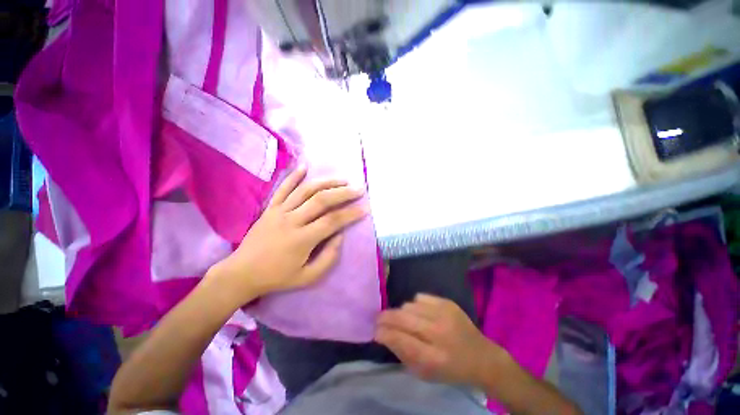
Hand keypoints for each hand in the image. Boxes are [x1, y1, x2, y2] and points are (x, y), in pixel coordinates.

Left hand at [209, 165, 367, 303]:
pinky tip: (306, 166)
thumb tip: (340, 235)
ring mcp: (279, 211)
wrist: (242, 272)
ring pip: (306, 191)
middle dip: (343, 193)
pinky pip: (283, 188)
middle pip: (321, 201)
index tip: (366, 208)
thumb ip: (328, 258)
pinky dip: (294, 176)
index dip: (351, 213)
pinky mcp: (270, 208)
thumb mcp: (307, 277)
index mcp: (302, 240)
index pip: (332, 221)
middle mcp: (292, 221)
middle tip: (358, 189)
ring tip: (342, 180)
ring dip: (326, 182)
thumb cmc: (278, 277)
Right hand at [375, 294, 502, 386]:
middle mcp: (439, 333)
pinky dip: (415, 305)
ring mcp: (444, 314)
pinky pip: (420, 297)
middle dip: (386, 317)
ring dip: (402, 313)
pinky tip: (421, 313)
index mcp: (434, 358)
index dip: (384, 333)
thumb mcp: (425, 373)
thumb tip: (383, 334)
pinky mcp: (448, 303)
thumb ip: (402, 353)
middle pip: (403, 318)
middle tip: (378, 319)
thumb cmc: (450, 370)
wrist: (481, 357)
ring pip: (409, 305)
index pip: (401, 340)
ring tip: (405, 320)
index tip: (375, 330)